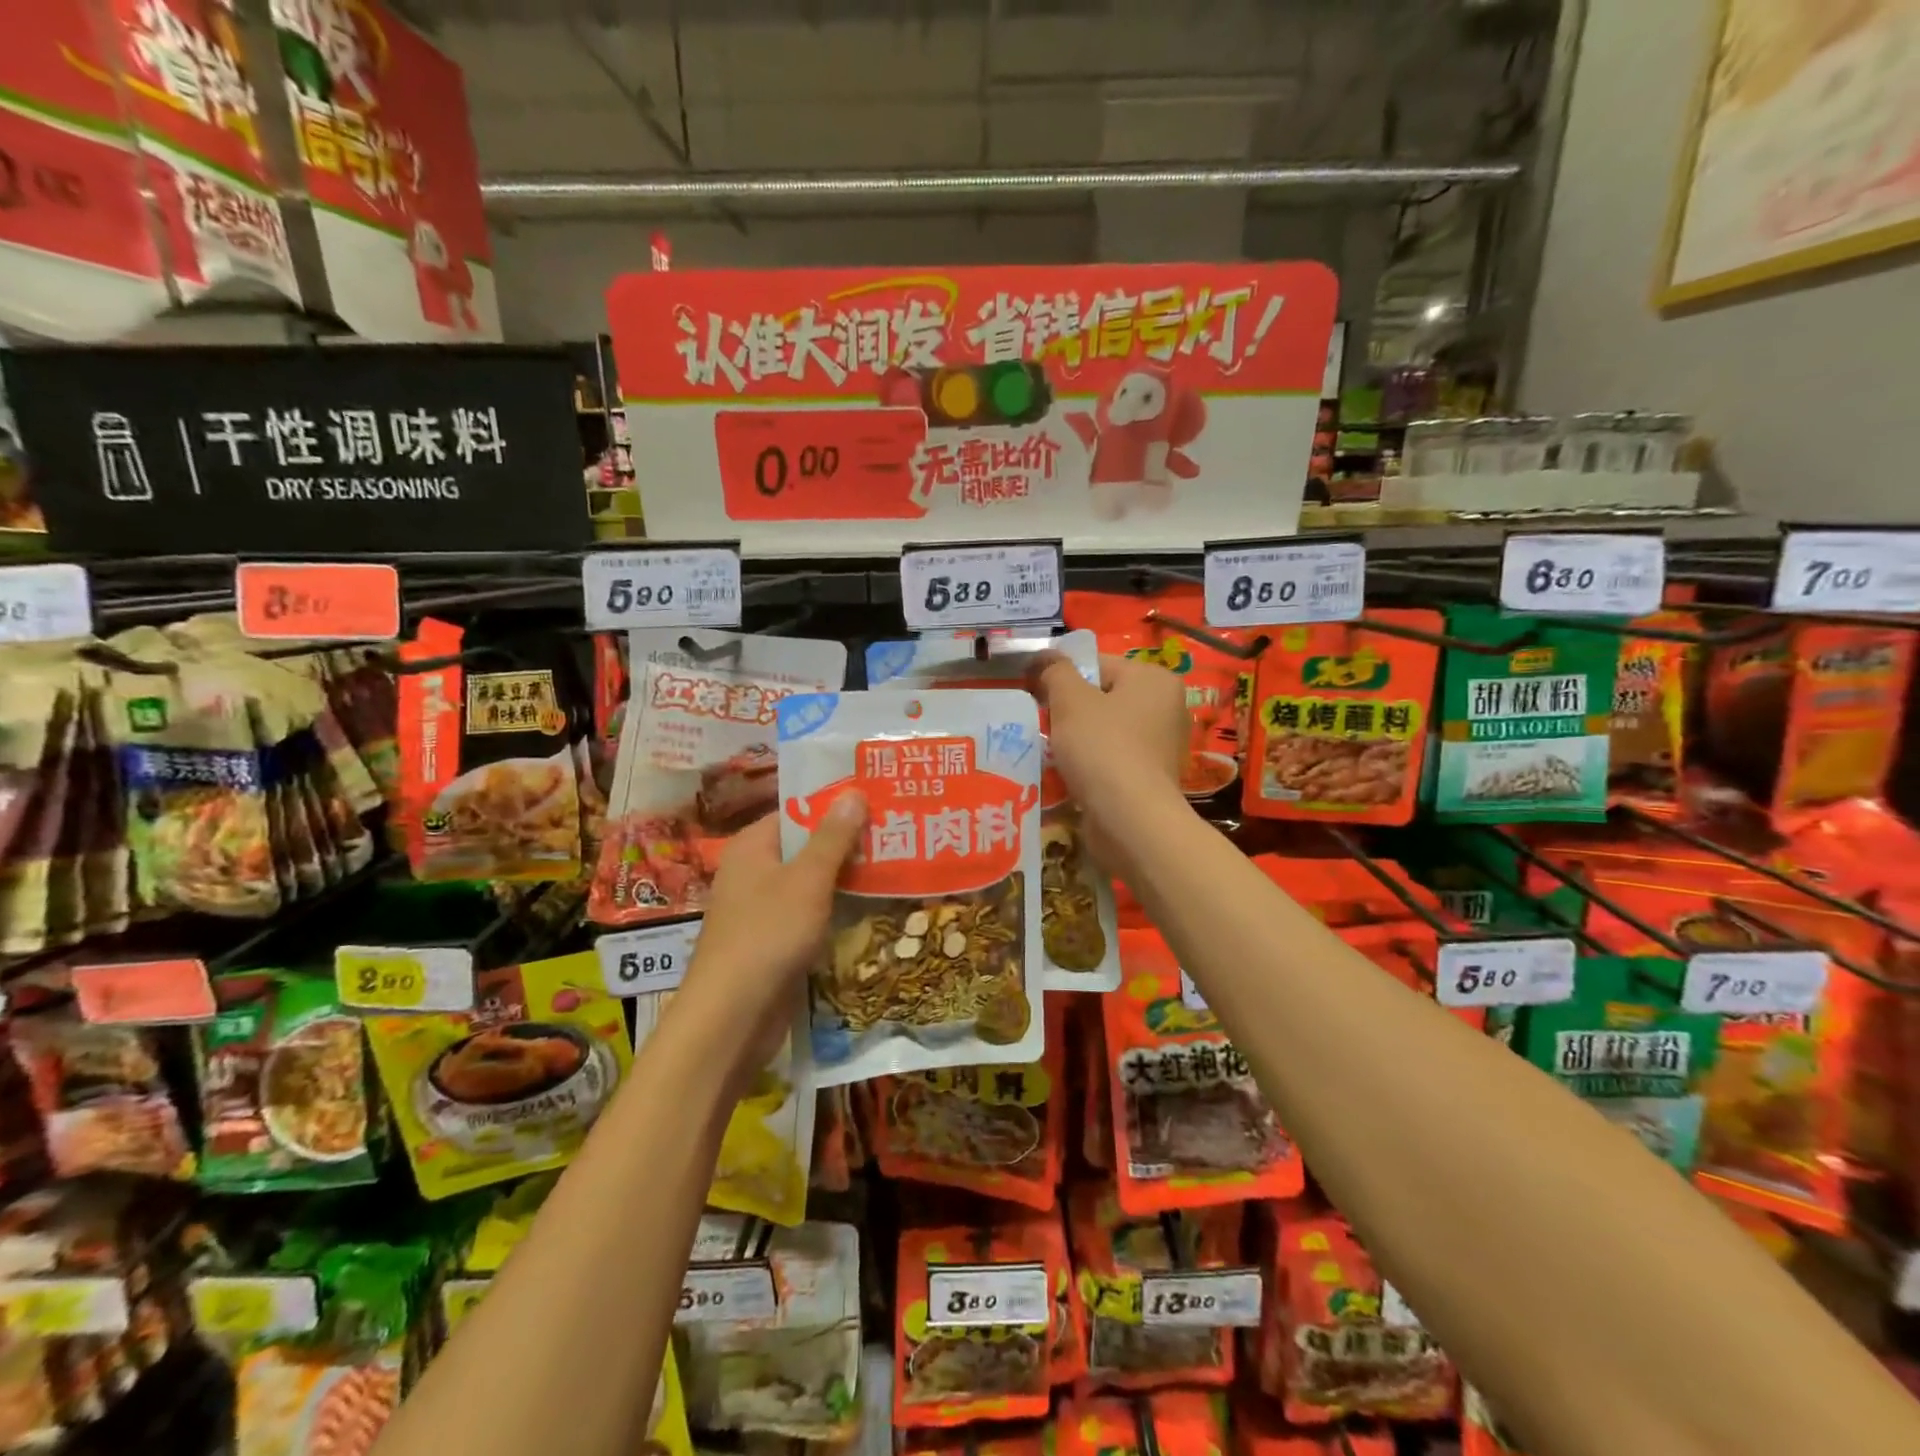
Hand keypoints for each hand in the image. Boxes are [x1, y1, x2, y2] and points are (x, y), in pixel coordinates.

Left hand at [664, 795, 867, 1083]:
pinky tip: (872, 910)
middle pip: (805, 848)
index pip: (797, 812)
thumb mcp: (807, 879)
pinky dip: (835, 911)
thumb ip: (832, 837)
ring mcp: (762, 910)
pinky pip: (809, 915)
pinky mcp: (773, 943)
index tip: (876, 801)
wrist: (732, 1016)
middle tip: (895, 833)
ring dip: (846, 879)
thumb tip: (853, 792)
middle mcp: (753, 872)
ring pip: (811, 884)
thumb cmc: (768, 934)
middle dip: (847, 844)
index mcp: (752, 846)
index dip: (835, 806)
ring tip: (895, 866)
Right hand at [1029, 652, 1187, 862]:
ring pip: (1104, 730)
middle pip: (1101, 697)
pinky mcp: (1150, 777)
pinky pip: (1110, 758)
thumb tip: (1044, 657)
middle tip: (1041, 724)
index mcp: (1153, 679)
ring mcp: (1160, 745)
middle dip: (1068, 710)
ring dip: (1075, 739)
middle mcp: (1165, 707)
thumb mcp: (1070, 700)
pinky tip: (1068, 775)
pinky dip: (1089, 763)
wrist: (1129, 820)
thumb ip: (1055, 672)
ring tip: (1050, 752)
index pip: (1098, 663)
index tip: (1034, 695)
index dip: (1060, 675)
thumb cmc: (1102, 749)